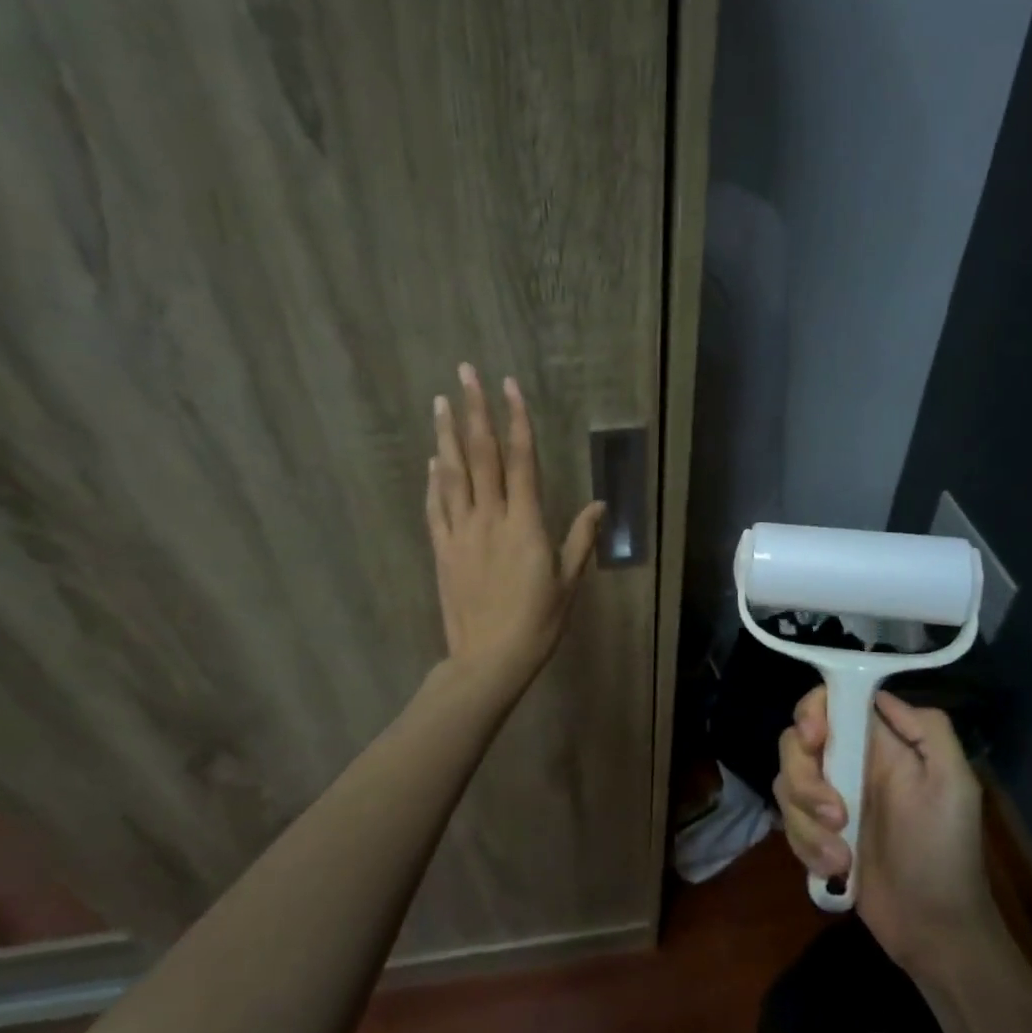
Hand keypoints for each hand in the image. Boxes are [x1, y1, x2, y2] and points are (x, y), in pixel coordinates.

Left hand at [426, 364, 605, 693]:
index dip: (516, 419)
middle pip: (480, 455)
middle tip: (465, 372)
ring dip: (446, 435)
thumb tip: (599, 505)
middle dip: (474, 410)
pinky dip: (434, 480)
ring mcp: (460, 532)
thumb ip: (581, 539)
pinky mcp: (442, 550)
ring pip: (451, 474)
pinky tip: (432, 460)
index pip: (521, 459)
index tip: (509, 386)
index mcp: (525, 523)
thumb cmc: (538, 623)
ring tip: (441, 402)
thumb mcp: (568, 582)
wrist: (489, 660)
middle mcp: (489, 518)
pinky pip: (435, 507)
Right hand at [774, 687, 1002, 980]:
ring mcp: (827, 798)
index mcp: (880, 743)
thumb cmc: (946, 852)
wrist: (933, 927)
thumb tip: (880, 695)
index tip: (815, 739)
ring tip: (842, 856)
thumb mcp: (954, 783)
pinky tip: (836, 869)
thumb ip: (927, 729)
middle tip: (836, 814)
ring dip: (807, 822)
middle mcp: (848, 762)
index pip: (831, 702)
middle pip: (795, 742)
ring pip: (786, 783)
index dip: (812, 711)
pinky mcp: (814, 833)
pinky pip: (787, 822)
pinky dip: (805, 846)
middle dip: (804, 778)